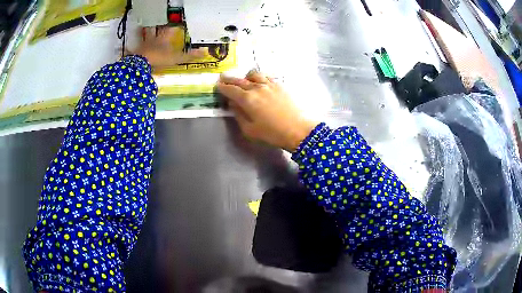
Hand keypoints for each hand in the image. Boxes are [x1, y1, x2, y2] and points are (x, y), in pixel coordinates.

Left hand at [131, 26, 206, 69]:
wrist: (142, 64)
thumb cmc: (160, 59)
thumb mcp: (177, 58)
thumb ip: (190, 56)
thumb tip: (206, 52)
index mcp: (164, 39)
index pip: (171, 29)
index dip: (174, 25)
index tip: (176, 23)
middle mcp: (153, 39)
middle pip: (155, 30)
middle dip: (156, 26)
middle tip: (156, 21)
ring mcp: (143, 45)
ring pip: (143, 36)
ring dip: (142, 32)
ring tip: (139, 27)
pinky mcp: (134, 52)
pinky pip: (130, 49)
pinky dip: (128, 48)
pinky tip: (125, 47)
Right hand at [218, 71, 317, 151]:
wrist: (298, 130)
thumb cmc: (272, 133)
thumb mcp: (250, 130)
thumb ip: (239, 115)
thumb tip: (233, 103)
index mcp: (247, 99)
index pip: (231, 89)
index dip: (222, 87)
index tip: (217, 85)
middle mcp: (257, 88)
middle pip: (240, 80)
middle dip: (230, 79)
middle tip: (223, 77)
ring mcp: (270, 84)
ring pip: (254, 74)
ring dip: (246, 76)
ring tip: (244, 80)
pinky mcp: (280, 85)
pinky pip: (266, 77)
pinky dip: (260, 78)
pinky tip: (260, 83)